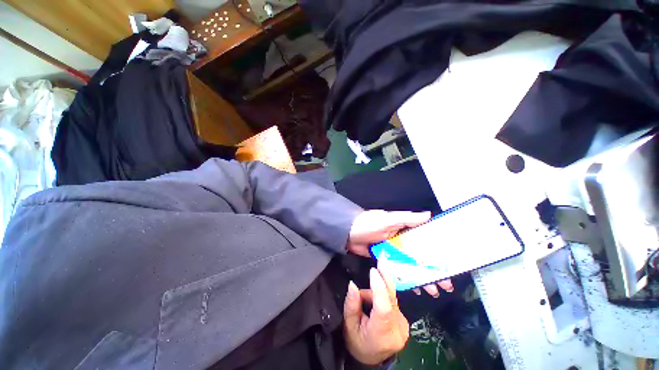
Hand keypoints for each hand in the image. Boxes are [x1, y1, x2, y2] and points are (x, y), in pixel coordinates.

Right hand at [343, 268, 408, 364]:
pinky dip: (382, 295)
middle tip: (383, 258)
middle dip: (386, 276)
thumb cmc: (357, 343)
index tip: (373, 271)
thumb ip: (351, 304)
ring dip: (378, 289)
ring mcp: (404, 325)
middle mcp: (397, 329)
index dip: (379, 287)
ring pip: (391, 298)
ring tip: (364, 298)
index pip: (384, 308)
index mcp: (381, 334)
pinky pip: (393, 301)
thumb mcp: (349, 325)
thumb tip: (352, 284)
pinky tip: (373, 300)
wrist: (372, 359)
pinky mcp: (404, 321)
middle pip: (391, 298)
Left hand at [347, 210, 453, 296]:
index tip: (450, 264)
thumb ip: (406, 219)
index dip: (437, 251)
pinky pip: (398, 270)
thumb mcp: (387, 219)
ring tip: (433, 290)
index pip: (424, 240)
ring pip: (411, 265)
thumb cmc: (368, 224)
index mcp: (403, 230)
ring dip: (422, 276)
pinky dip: (407, 278)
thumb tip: (429, 215)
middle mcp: (400, 241)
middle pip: (420, 256)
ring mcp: (393, 252)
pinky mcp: (385, 261)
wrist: (348, 234)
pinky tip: (416, 288)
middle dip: (433, 269)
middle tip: (445, 284)